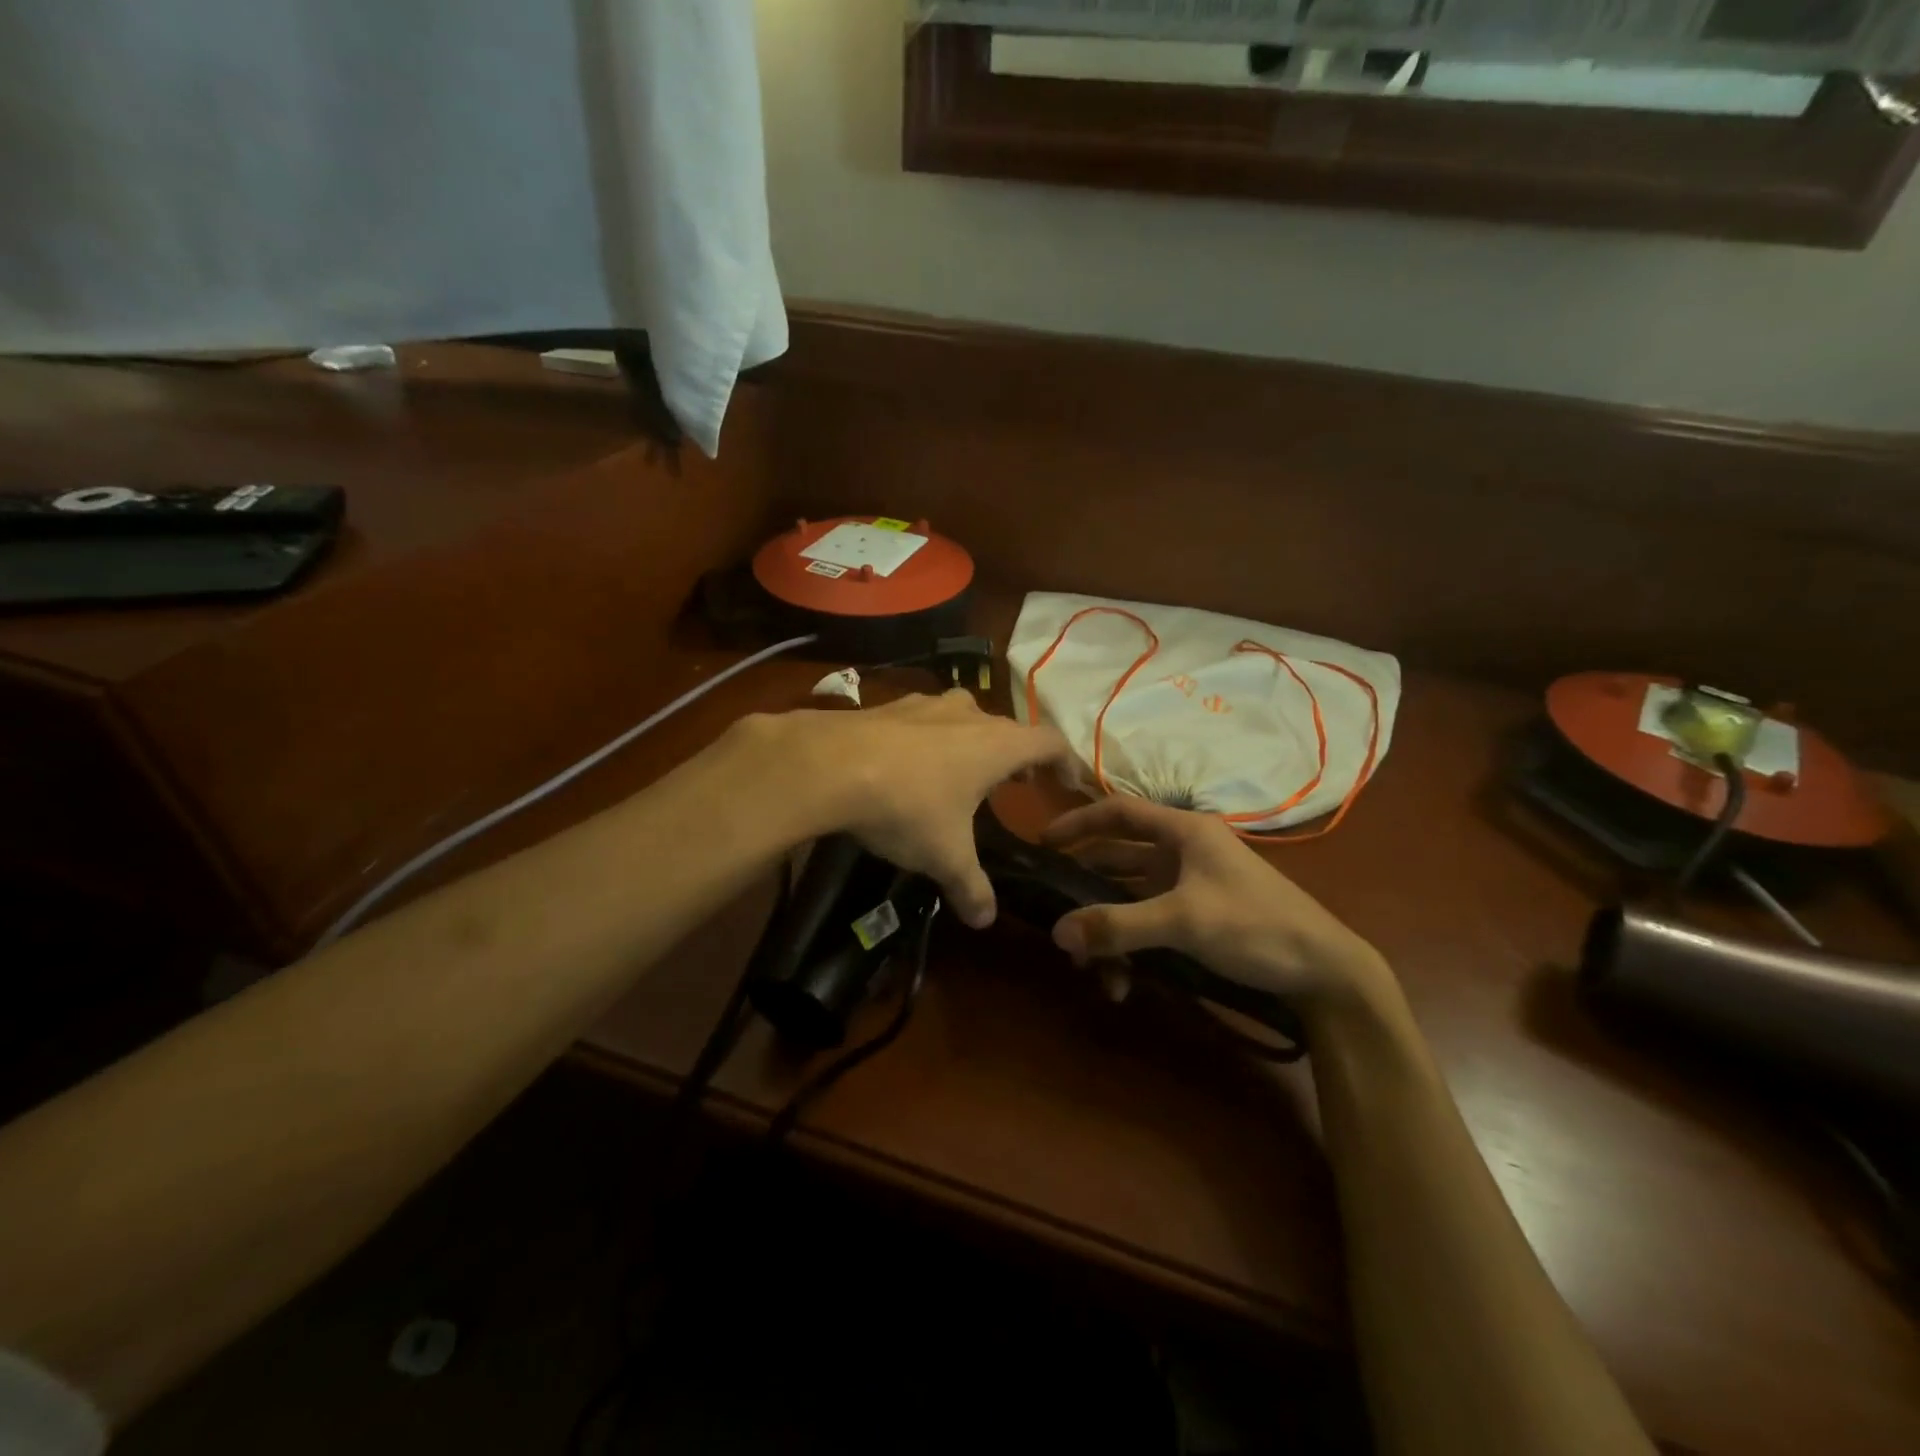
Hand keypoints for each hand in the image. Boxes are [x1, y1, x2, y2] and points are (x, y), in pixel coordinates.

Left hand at [742, 690, 1066, 929]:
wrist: (827, 766)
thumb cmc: (907, 807)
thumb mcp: (945, 856)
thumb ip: (971, 886)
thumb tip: (985, 920)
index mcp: (996, 745)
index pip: (1049, 742)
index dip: (1065, 761)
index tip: (1068, 783)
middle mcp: (967, 715)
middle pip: (1006, 728)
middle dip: (1016, 755)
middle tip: (1016, 783)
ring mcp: (925, 705)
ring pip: (963, 716)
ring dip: (972, 741)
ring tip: (964, 771)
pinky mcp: (888, 706)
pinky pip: (923, 719)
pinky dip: (930, 738)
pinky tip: (910, 763)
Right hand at [1042, 796, 1391, 1009]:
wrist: (1326, 971)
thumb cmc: (1255, 925)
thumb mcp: (1183, 921)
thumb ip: (1118, 925)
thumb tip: (1056, 932)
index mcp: (1184, 832)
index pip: (1119, 812)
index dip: (1079, 822)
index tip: (1043, 842)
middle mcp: (1184, 852)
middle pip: (1119, 859)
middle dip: (1086, 890)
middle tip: (1054, 914)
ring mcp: (1191, 886)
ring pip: (1131, 899)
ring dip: (1108, 929)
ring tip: (1089, 966)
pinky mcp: (1198, 918)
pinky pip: (1150, 924)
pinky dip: (1132, 947)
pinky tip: (1124, 982)